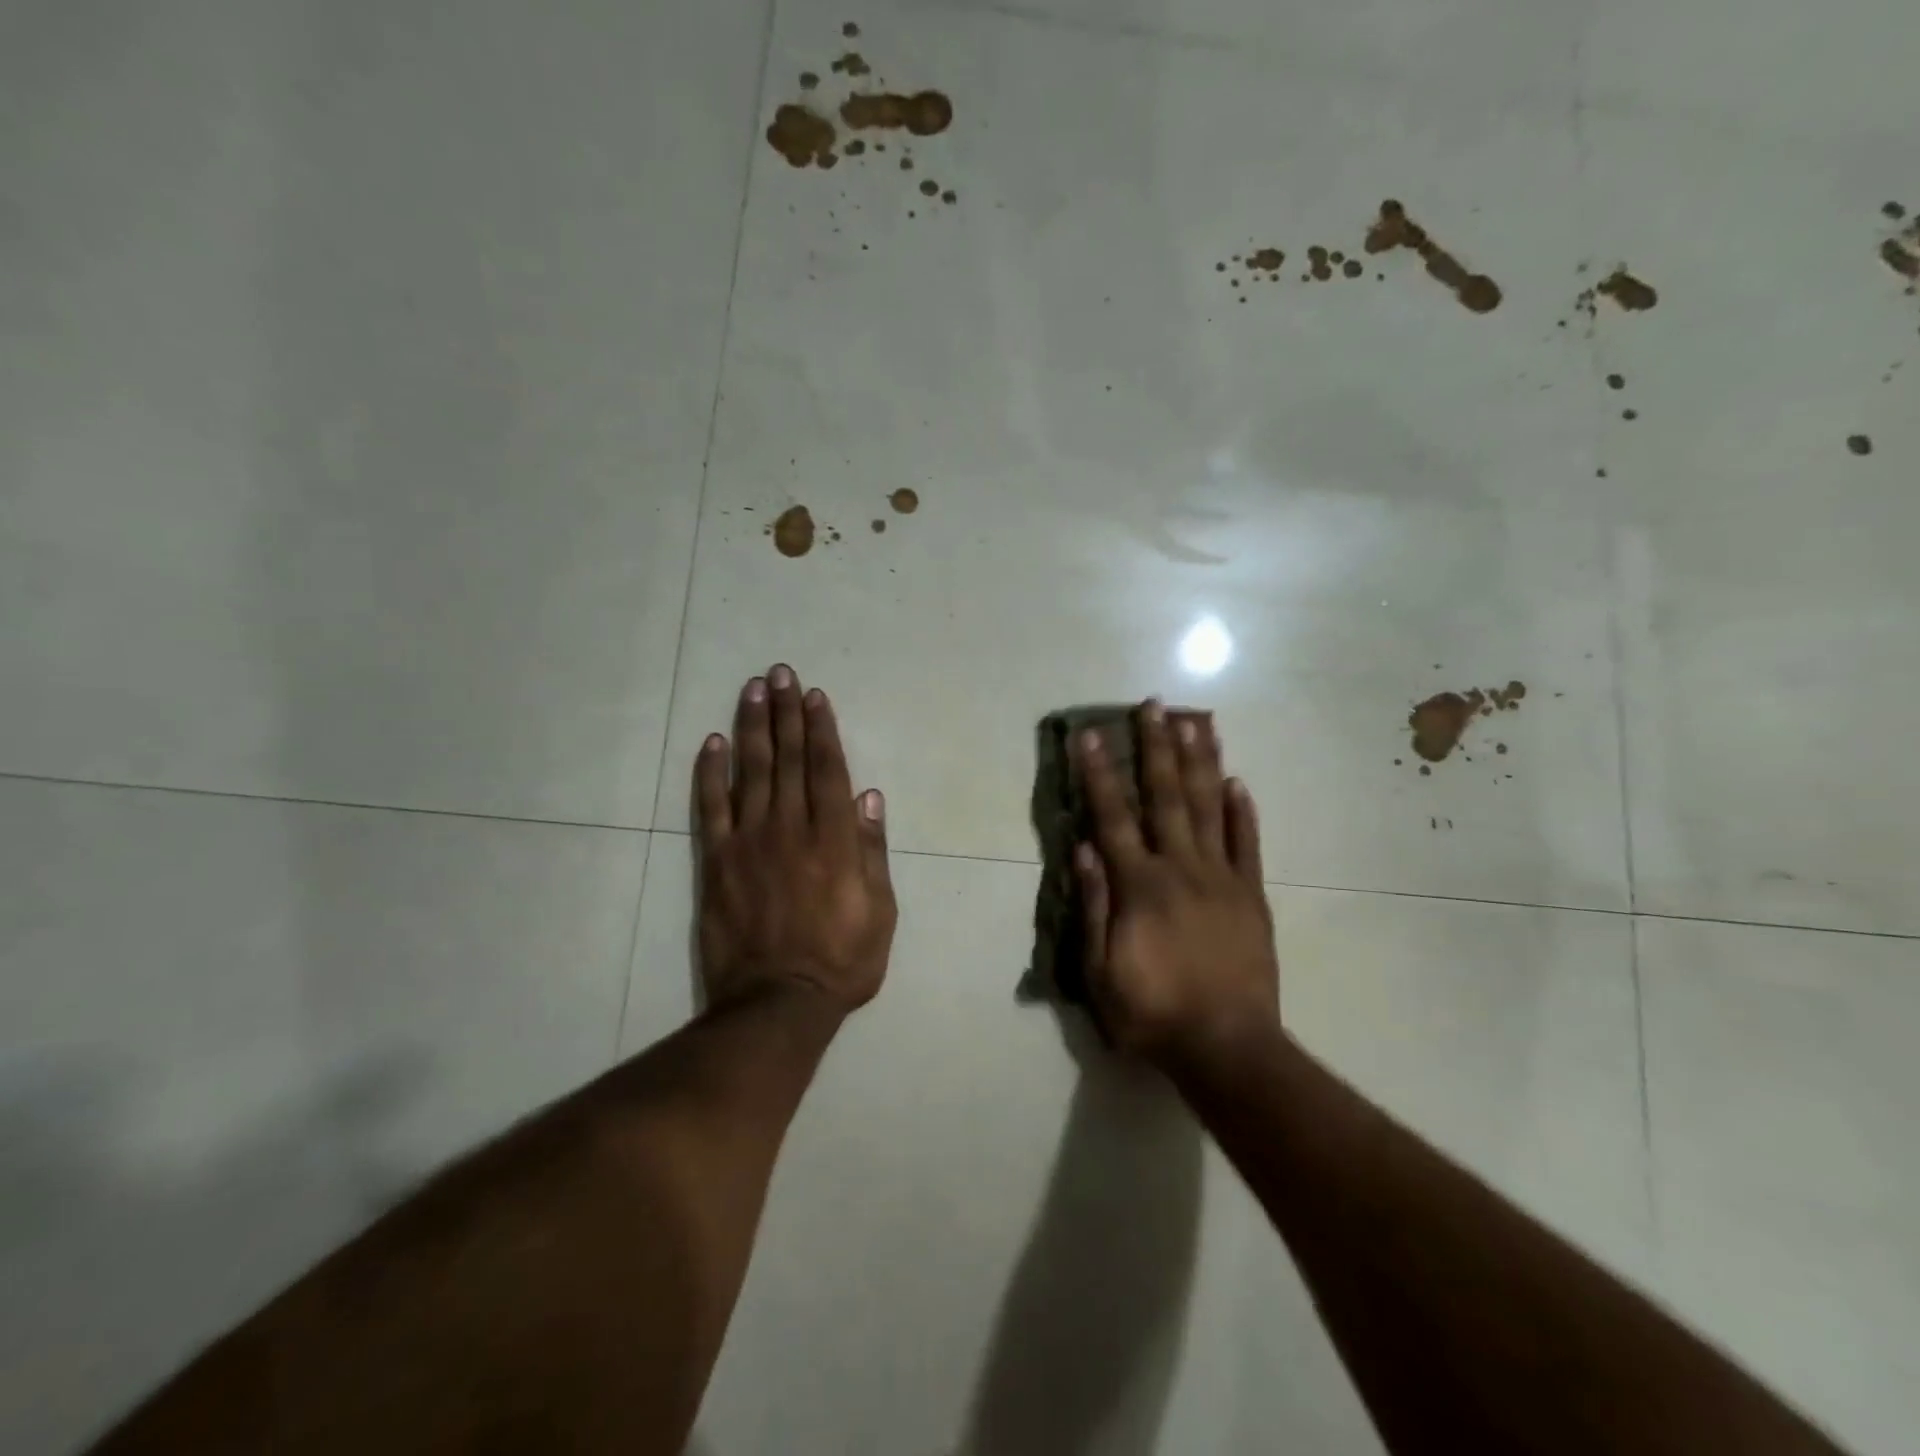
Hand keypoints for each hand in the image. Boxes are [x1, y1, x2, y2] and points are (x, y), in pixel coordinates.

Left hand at [694, 665, 895, 1014]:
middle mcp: (791, 828)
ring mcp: (750, 842)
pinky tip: (711, 743)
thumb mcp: (880, 912)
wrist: (777, 1004)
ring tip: (752, 690)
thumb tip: (869, 797)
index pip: (827, 770)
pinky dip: (710, 773)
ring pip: (751, 771)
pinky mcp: (716, 862)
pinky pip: (711, 808)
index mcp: (834, 839)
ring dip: (752, 727)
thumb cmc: (841, 960)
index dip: (822, 729)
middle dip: (786, 713)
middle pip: (789, 759)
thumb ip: (873, 852)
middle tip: (781, 673)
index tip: (815, 696)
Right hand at [1075, 702, 1279, 1071]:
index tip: (1089, 736)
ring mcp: (1222, 879)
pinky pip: (1248, 845)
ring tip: (1197, 722)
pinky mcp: (1252, 896)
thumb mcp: (1100, 970)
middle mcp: (1181, 868)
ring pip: (1210, 808)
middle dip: (1157, 747)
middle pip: (1166, 797)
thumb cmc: (1151, 1012)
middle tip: (1154, 705)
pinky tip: (1238, 781)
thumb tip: (1082, 848)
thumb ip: (1092, 905)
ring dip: (1201, 762)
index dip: (1098, 774)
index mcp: (1139, 886)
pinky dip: (1243, 812)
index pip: (1113, 817)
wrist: (1227, 1048)